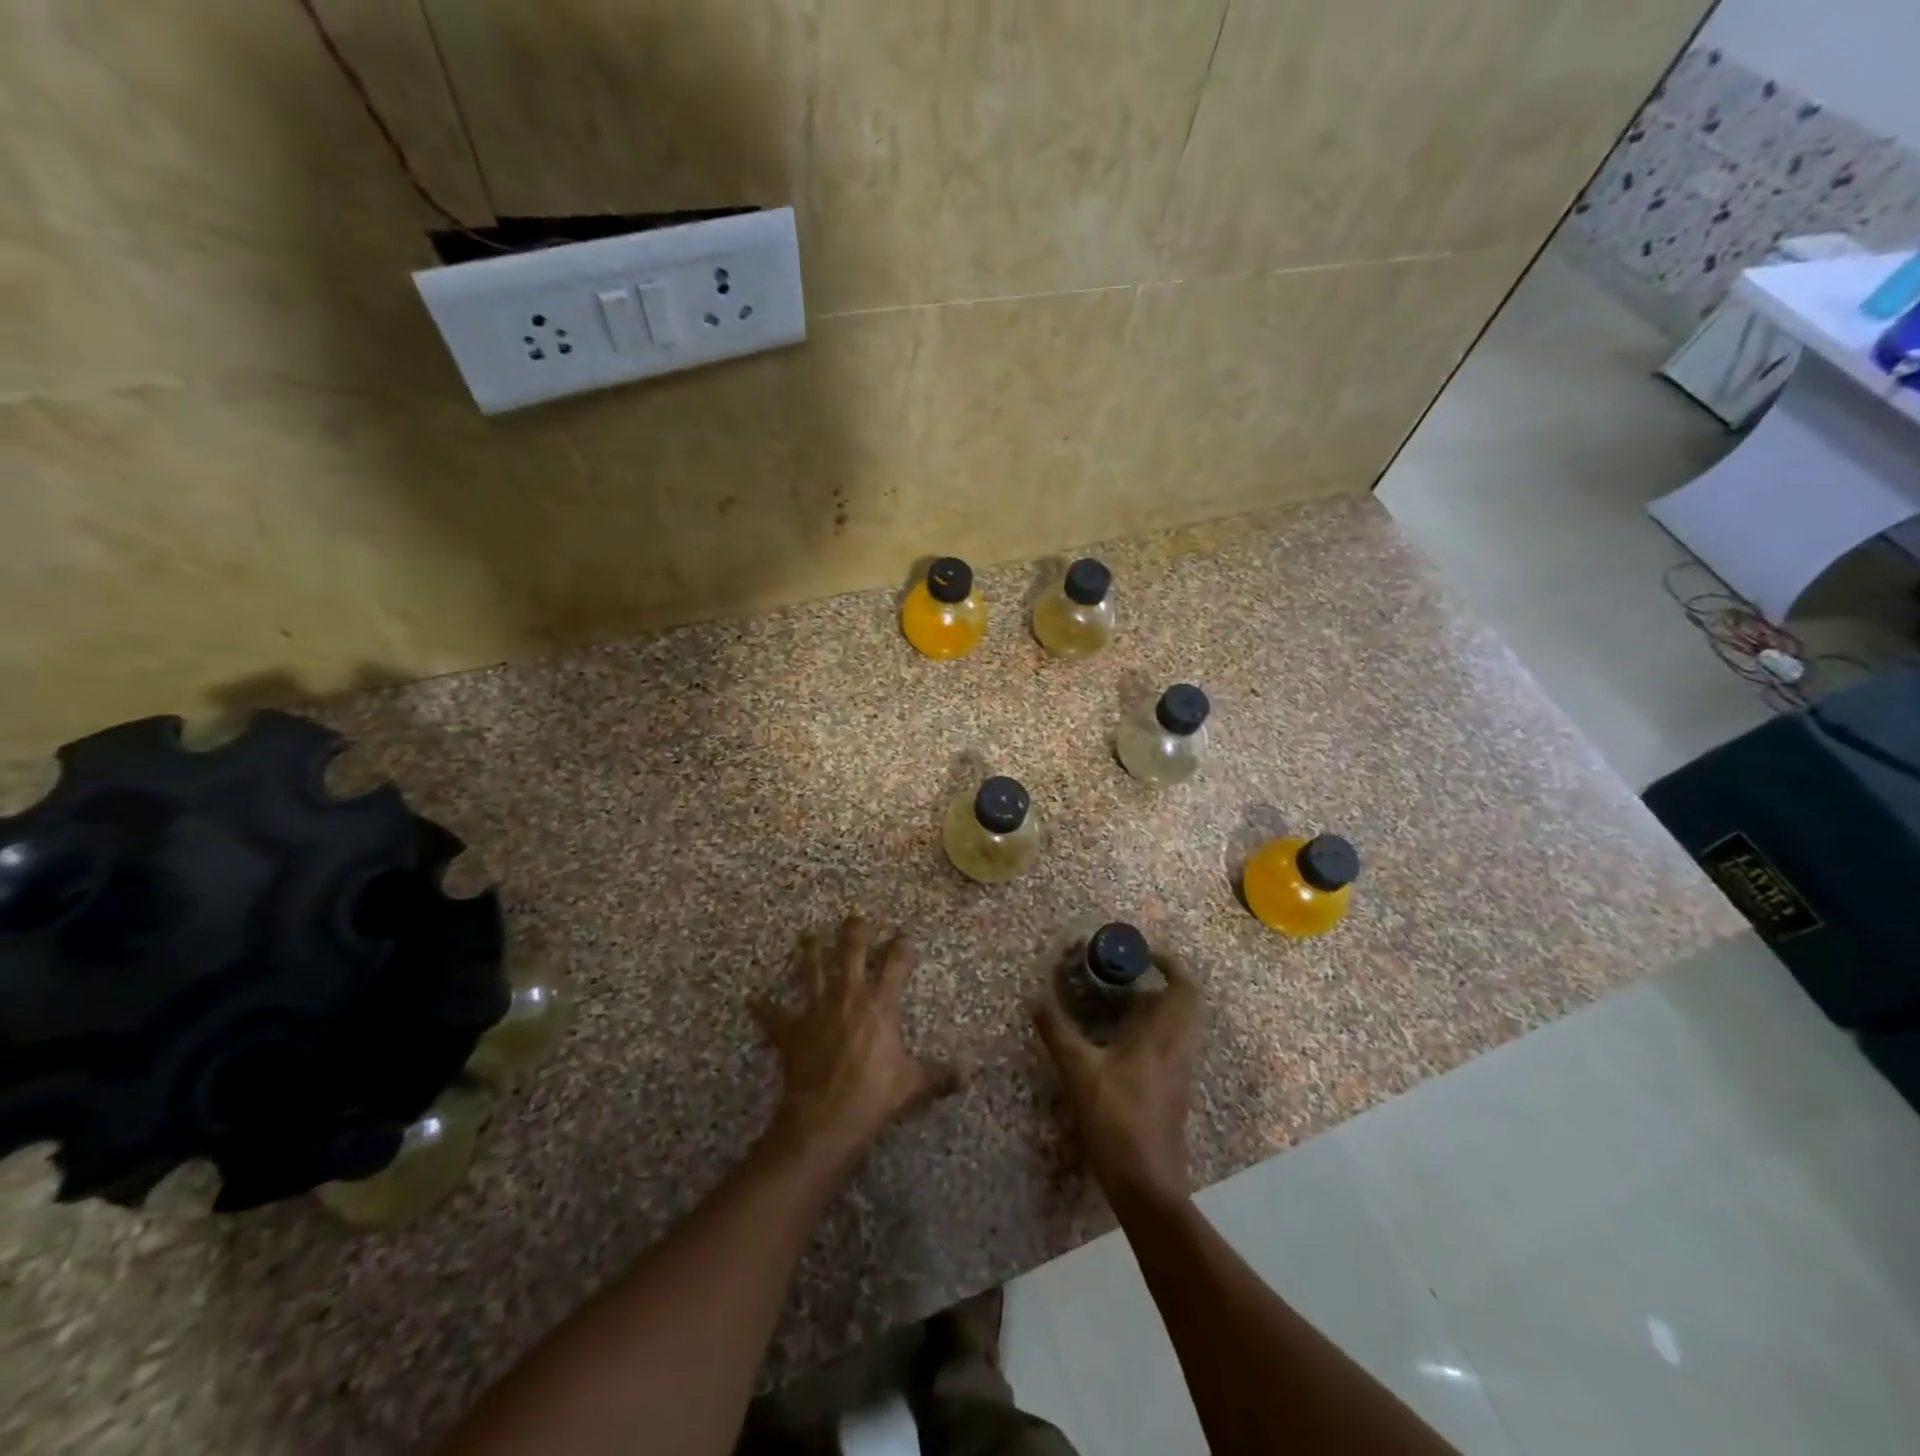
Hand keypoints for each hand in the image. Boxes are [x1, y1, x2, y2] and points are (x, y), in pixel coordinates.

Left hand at [750, 915, 960, 1169]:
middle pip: (851, 952)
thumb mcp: (913, 1085)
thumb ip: (940, 1076)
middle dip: (855, 931)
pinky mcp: (791, 1029)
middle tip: (856, 917)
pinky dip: (762, 1006)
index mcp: (881, 1004)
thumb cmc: (874, 1095)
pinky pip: (772, 1014)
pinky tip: (752, 997)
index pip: (896, 964)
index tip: (904, 933)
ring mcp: (816, 1009)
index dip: (902, 946)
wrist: (827, 1116)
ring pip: (811, 969)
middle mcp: (849, 996)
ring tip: (808, 934)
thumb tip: (967, 1075)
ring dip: (809, 951)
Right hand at [1032, 951, 1201, 1208]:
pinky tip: (1119, 1042)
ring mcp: (1179, 1072)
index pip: (1184, 988)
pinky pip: (1170, 1046)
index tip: (1144, 954)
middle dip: (1161, 982)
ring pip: (1178, 1027)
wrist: (1147, 1185)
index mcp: (1162, 1037)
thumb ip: (1057, 1033)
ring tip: (1118, 1004)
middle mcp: (1178, 1049)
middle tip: (1127, 976)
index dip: (1170, 964)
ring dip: (1156, 1008)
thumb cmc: (1116, 1122)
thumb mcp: (1079, 1073)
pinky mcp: (1173, 1092)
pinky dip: (1152, 1032)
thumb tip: (1035, 1000)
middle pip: (1185, 1004)